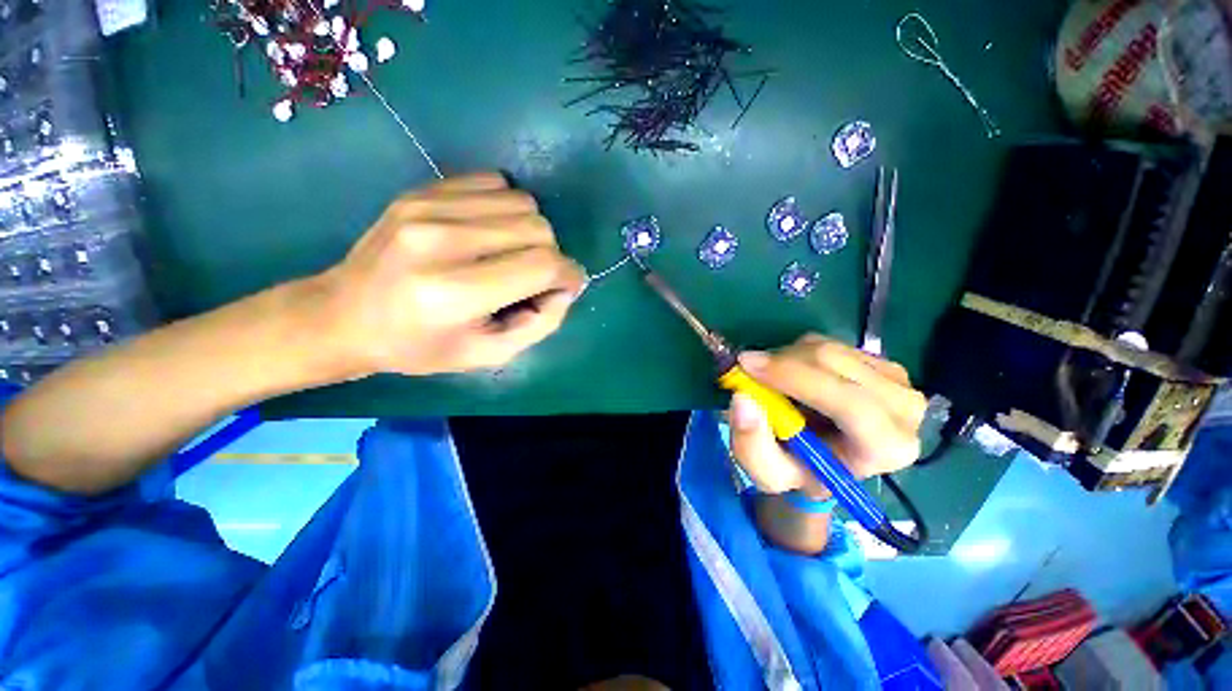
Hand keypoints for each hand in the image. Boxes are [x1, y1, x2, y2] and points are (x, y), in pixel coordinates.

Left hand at [316, 172, 585, 376]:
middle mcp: (441, 240)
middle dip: (550, 256)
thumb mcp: (489, 355)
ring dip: (530, 232)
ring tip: (510, 255)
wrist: (345, 315)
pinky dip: (507, 208)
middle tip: (532, 278)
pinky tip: (491, 232)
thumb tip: (565, 287)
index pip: (542, 265)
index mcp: (455, 293)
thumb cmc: (420, 346)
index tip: (566, 287)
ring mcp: (427, 206)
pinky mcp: (421, 190)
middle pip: (537, 227)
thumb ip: (540, 323)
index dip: (568, 275)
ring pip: (522, 202)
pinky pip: (495, 182)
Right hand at [728, 334, 926, 496]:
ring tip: (771, 381)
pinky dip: (798, 353)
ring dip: (786, 358)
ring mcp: (897, 380)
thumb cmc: (801, 470)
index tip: (747, 366)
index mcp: (886, 448)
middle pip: (836, 364)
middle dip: (782, 362)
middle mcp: (904, 410)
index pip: (849, 402)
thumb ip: (751, 445)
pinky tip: (793, 375)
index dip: (794, 378)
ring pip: (828, 348)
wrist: (826, 459)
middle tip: (747, 368)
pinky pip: (828, 342)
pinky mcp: (881, 361)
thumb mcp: (768, 474)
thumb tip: (743, 399)